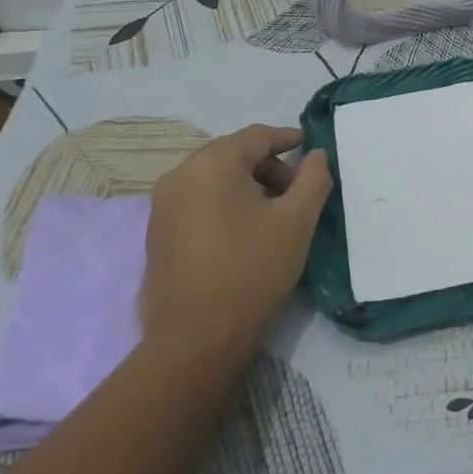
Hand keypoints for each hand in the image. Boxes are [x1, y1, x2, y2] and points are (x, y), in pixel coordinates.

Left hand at [141, 124, 332, 345]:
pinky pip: (196, 201)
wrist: (195, 337)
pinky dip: (223, 203)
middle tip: (297, 191)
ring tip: (273, 214)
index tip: (310, 147)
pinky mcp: (156, 233)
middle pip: (232, 154)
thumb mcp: (297, 222)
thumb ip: (313, 179)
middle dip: (268, 166)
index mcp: (212, 164)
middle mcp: (179, 175)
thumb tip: (316, 155)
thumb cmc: (252, 269)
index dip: (287, 138)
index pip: (256, 136)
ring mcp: (162, 205)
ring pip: (212, 178)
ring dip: (246, 185)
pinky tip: (243, 232)